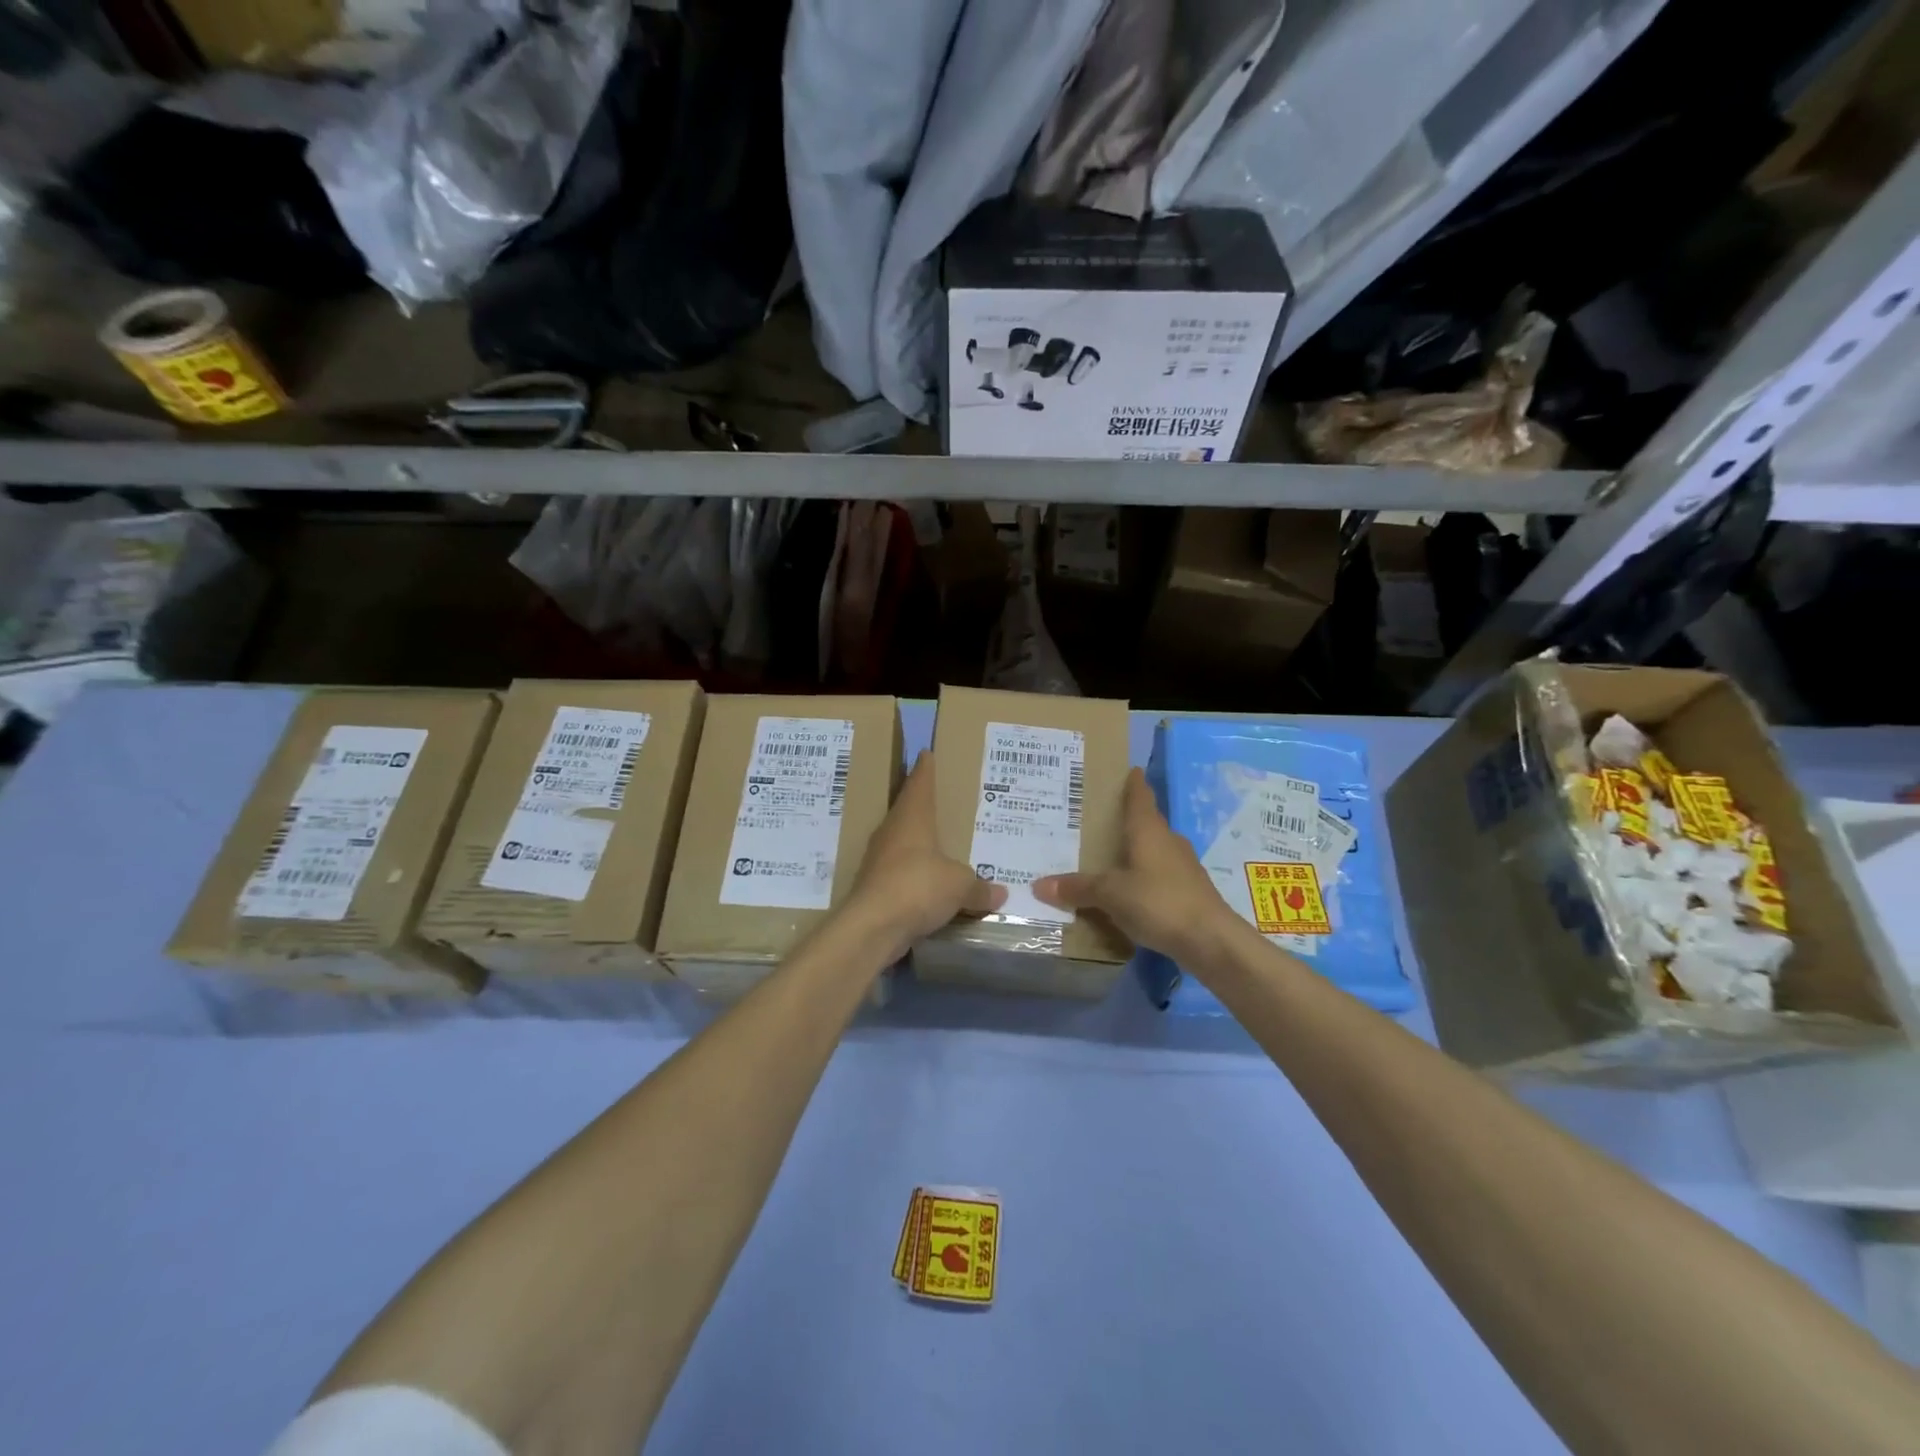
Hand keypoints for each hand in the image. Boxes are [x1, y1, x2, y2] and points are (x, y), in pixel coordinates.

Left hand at [842, 752, 1003, 956]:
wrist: (872, 927)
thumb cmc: (918, 887)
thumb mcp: (960, 886)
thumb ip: (979, 887)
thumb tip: (1000, 893)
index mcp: (912, 819)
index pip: (919, 784)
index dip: (925, 769)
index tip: (926, 753)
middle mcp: (892, 833)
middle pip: (908, 810)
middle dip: (923, 805)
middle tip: (943, 799)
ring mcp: (880, 860)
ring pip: (903, 843)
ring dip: (919, 842)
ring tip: (941, 842)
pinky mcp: (875, 887)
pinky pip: (902, 873)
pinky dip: (916, 874)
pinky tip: (930, 882)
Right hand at [1033, 768, 1240, 967]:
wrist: (1211, 940)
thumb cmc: (1159, 902)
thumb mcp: (1110, 895)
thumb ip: (1077, 888)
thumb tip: (1038, 884)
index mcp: (1149, 831)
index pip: (1140, 797)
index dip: (1134, 783)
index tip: (1128, 770)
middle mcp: (1168, 841)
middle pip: (1147, 823)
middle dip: (1127, 820)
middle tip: (1100, 819)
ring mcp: (1183, 867)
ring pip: (1154, 850)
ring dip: (1136, 851)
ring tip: (1109, 856)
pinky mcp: (1190, 892)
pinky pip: (1160, 876)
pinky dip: (1144, 877)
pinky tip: (1130, 891)